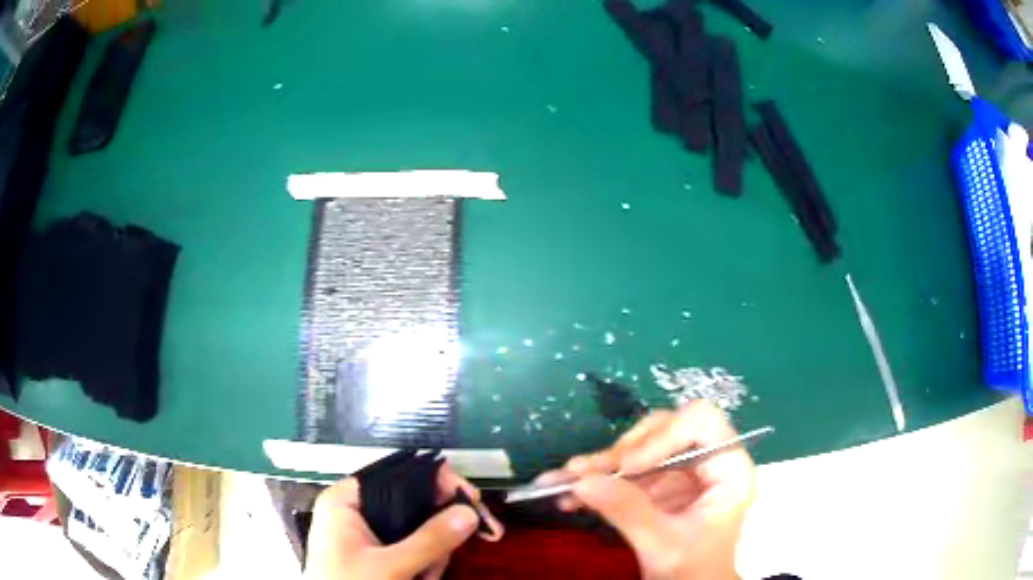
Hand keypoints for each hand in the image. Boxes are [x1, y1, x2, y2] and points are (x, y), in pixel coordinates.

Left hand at [304, 464, 502, 579]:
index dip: (436, 481)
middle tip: (443, 558)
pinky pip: (411, 548)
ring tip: (423, 577)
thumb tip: (468, 512)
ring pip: (417, 531)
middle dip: (435, 535)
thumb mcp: (390, 567)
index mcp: (346, 500)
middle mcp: (356, 511)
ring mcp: (366, 534)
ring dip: (431, 557)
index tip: (470, 499)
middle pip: (413, 504)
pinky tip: (419, 578)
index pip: (398, 473)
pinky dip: (422, 565)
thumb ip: (429, 540)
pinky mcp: (375, 553)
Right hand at [541, 401, 755, 579]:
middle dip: (623, 450)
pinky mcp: (662, 485)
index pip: (701, 423)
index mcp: (728, 470)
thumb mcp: (664, 545)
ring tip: (563, 479)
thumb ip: (628, 512)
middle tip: (587, 472)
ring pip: (641, 446)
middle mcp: (708, 462)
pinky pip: (627, 470)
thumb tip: (581, 481)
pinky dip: (599, 479)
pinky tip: (568, 492)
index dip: (662, 436)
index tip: (626, 466)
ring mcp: (684, 473)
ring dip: (601, 463)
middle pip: (666, 429)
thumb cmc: (694, 571)